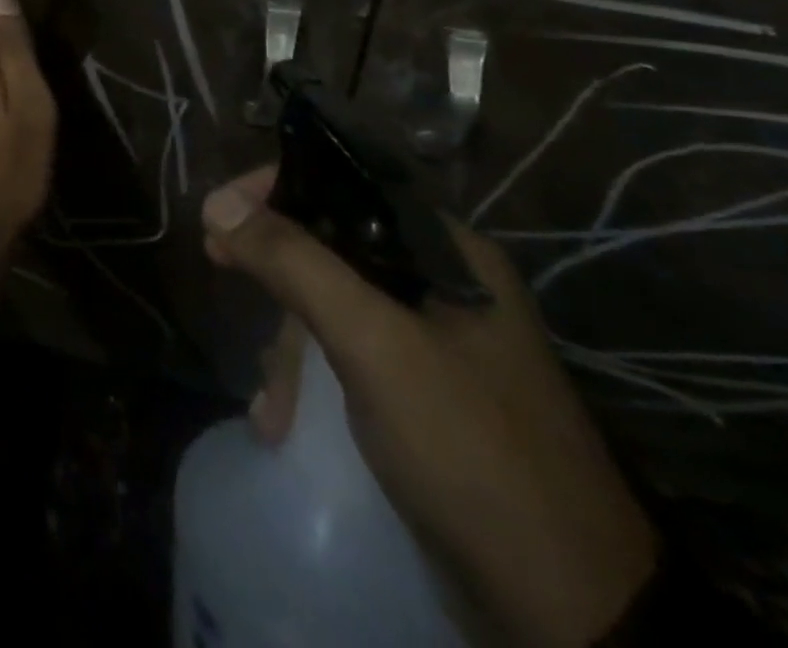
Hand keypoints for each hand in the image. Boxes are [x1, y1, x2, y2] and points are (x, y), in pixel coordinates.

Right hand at [202, 167, 658, 647]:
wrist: (569, 617)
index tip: (221, 211)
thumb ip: (295, 263)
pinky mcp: (418, 395)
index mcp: (448, 253)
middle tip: (219, 263)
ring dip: (288, 346)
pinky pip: (342, 355)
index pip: (346, 184)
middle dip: (274, 270)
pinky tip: (282, 421)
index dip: (277, 187)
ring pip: (330, 304)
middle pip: (331, 245)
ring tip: (272, 403)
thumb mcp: (375, 345)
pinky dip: (307, 380)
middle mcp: (440, 285)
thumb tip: (218, 203)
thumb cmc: (470, 451)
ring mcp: (430, 343)